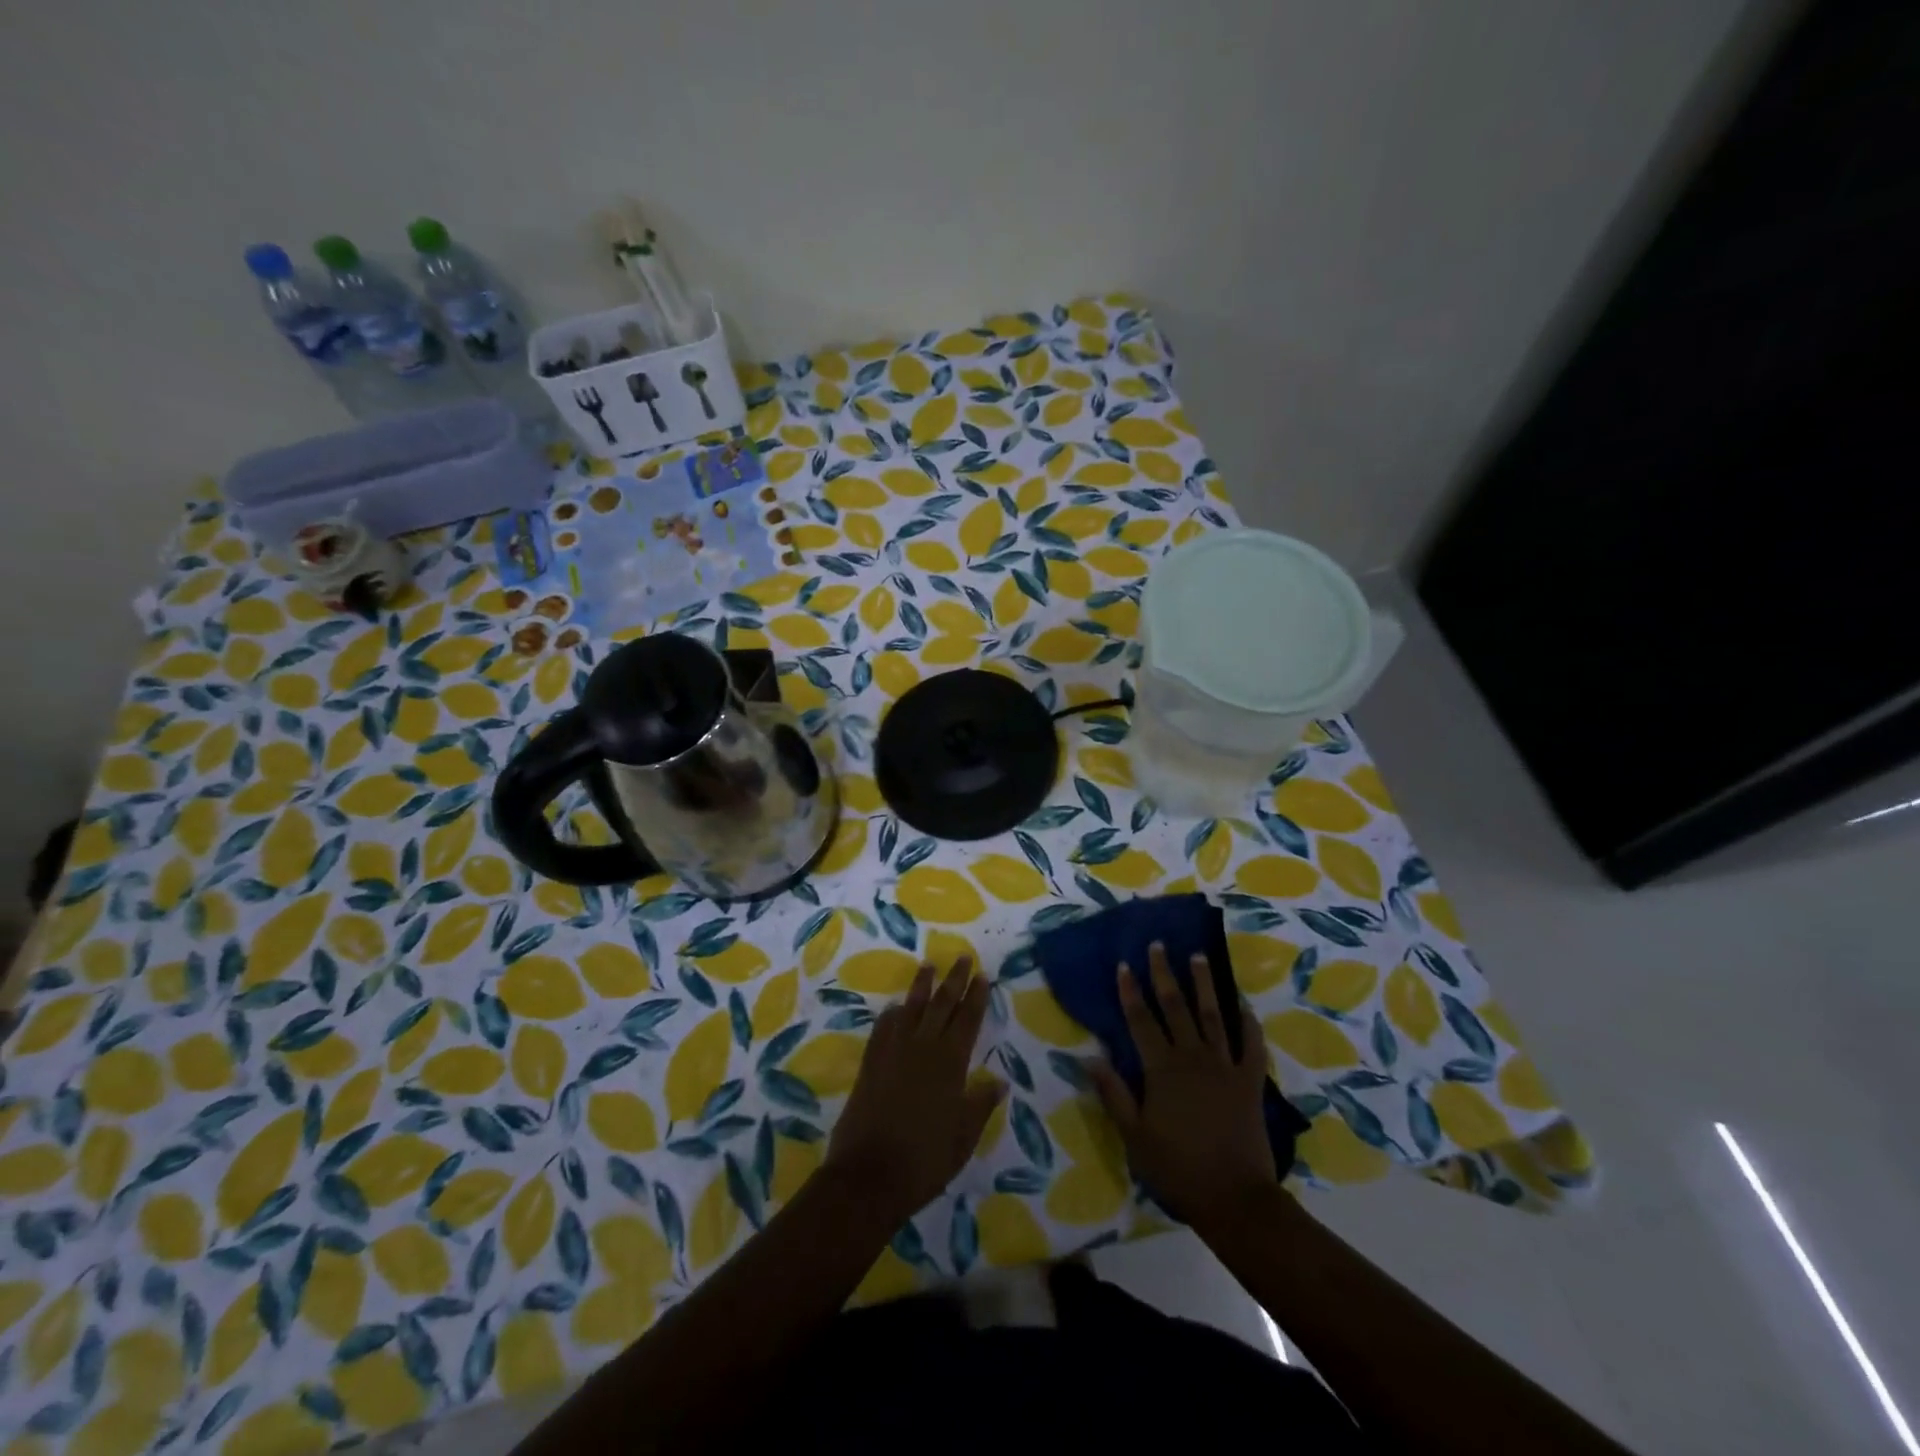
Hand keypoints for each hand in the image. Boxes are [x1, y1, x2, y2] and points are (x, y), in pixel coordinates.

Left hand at [824, 959, 1006, 1224]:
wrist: (869, 1176)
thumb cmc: (925, 1159)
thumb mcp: (963, 1137)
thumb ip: (980, 1105)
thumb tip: (998, 1082)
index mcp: (950, 1063)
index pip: (967, 1020)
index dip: (976, 997)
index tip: (982, 975)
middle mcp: (923, 1048)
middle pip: (941, 1005)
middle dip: (953, 980)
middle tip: (961, 957)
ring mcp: (893, 1053)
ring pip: (911, 1009)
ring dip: (921, 987)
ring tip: (928, 966)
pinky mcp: (871, 1064)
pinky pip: (883, 1029)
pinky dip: (891, 1015)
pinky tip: (895, 1007)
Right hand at [1089, 943, 1275, 1226]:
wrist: (1234, 1198)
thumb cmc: (1177, 1168)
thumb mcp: (1134, 1136)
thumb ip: (1113, 1093)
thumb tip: (1090, 1057)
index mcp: (1161, 1069)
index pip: (1140, 1020)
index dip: (1130, 991)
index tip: (1123, 964)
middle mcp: (1192, 1057)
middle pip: (1175, 1007)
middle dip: (1164, 974)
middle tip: (1158, 945)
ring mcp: (1224, 1066)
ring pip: (1212, 1015)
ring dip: (1204, 984)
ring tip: (1198, 956)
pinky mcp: (1250, 1081)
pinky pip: (1250, 1044)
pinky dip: (1247, 1022)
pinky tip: (1242, 1004)